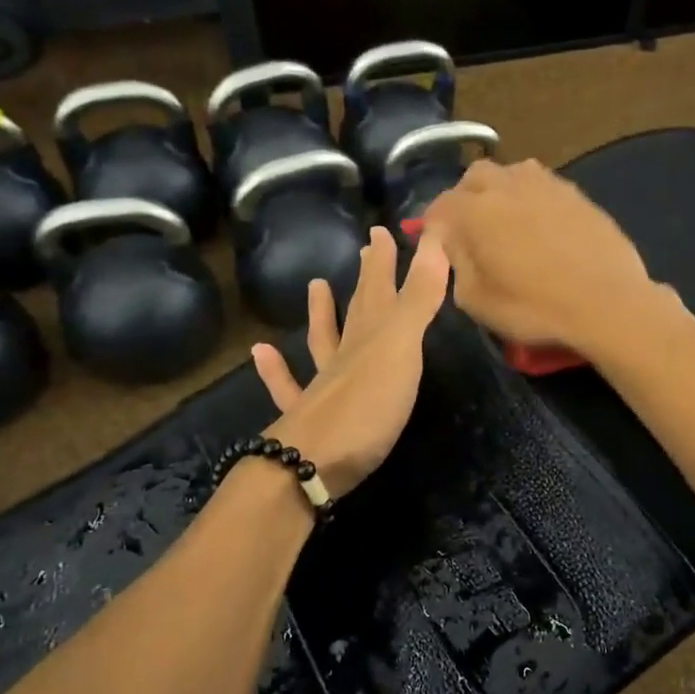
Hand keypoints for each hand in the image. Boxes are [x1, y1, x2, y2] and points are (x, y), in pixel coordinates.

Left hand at [251, 227, 449, 497]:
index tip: (382, 229)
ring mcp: (323, 386)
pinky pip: (289, 387)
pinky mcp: (309, 419)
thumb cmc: (367, 405)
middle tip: (365, 247)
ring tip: (315, 285)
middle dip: (367, 278)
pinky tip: (261, 353)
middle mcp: (346, 355)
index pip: (381, 288)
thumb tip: (434, 236)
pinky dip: (276, 370)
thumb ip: (418, 297)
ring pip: (323, 341)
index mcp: (372, 336)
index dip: (385, 259)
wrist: (311, 464)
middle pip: (359, 308)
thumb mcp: (401, 348)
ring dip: (321, 314)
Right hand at [420, 158, 659, 357]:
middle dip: (465, 196)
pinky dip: (532, 197)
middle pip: (474, 177)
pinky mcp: (576, 193)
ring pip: (511, 173)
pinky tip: (541, 222)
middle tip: (470, 226)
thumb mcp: (476, 300)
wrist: (607, 302)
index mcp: (474, 211)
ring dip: (500, 190)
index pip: (440, 206)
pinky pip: (543, 184)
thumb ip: (455, 264)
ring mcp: (545, 184)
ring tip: (506, 218)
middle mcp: (506, 186)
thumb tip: (453, 244)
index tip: (435, 243)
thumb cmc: (534, 307)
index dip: (433, 225)